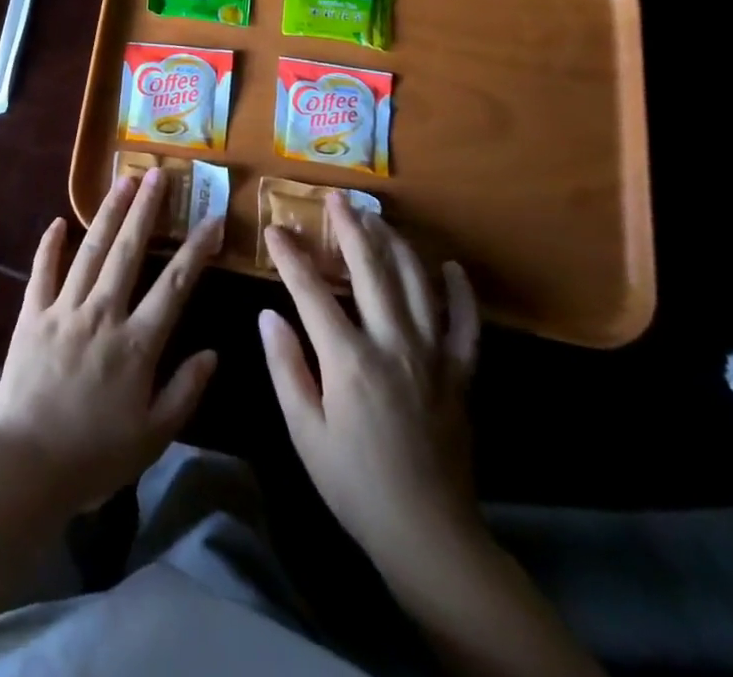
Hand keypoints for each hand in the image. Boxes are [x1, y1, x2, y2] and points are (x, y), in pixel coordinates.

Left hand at [0, 169, 223, 512]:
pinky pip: (42, 271)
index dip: (197, 250)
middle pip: (129, 251)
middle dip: (146, 209)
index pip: (175, 285)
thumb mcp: (153, 436)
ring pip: (90, 251)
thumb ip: (185, 391)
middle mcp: (102, 313)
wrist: (25, 465)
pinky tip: (58, 221)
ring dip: (107, 214)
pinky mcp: (32, 314)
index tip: (213, 220)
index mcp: (137, 343)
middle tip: (157, 174)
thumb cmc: (94, 456)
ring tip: (122, 181)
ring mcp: (64, 309)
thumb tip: (213, 352)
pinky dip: (49, 245)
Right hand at [259, 195, 481, 572]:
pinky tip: (449, 267)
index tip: (274, 228)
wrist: (430, 535)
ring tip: (376, 218)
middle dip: (349, 227)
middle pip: (370, 269)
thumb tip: (268, 314)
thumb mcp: (304, 431)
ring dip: (395, 244)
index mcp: (349, 359)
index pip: (311, 290)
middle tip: (335, 197)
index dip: (290, 255)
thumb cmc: (355, 484)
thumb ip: (285, 366)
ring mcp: (433, 355)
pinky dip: (459, 292)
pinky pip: (465, 323)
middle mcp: (393, 344)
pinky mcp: (460, 373)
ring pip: (416, 283)